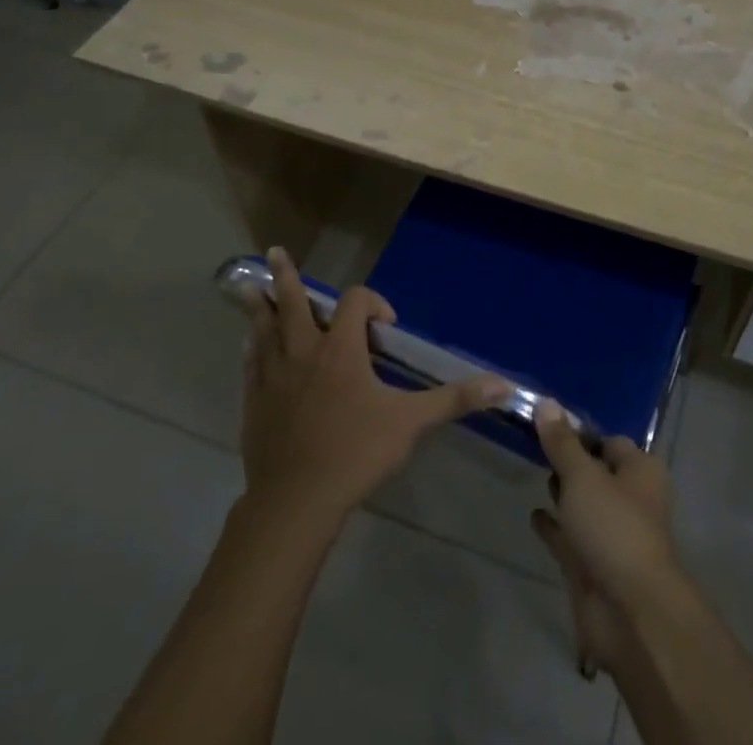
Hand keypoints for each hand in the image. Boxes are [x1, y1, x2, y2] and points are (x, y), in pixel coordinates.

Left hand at [236, 248, 509, 522]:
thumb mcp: (411, 422)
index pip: (356, 302)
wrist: (295, 502)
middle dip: (285, 276)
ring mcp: (273, 375)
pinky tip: (248, 343)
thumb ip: (454, 399)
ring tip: (248, 286)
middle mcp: (304, 351)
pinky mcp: (254, 401)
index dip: (374, 303)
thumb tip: (504, 384)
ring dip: (259, 305)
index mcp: (341, 349)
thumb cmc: (355, 453)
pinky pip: (250, 362)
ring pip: (263, 328)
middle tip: (273, 251)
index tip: (387, 327)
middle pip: (292, 302)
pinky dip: (252, 346)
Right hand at [531, 403, 681, 677]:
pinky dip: (554, 526)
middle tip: (535, 443)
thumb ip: (562, 443)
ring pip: (584, 505)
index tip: (547, 421)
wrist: (628, 614)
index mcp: (640, 471)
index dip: (580, 431)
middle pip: (596, 471)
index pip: (609, 440)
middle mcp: (630, 498)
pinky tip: (533, 515)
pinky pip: (570, 537)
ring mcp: (611, 535)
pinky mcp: (593, 566)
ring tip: (533, 471)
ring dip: (563, 493)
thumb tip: (546, 402)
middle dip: (571, 461)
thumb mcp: (583, 476)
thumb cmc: (613, 529)